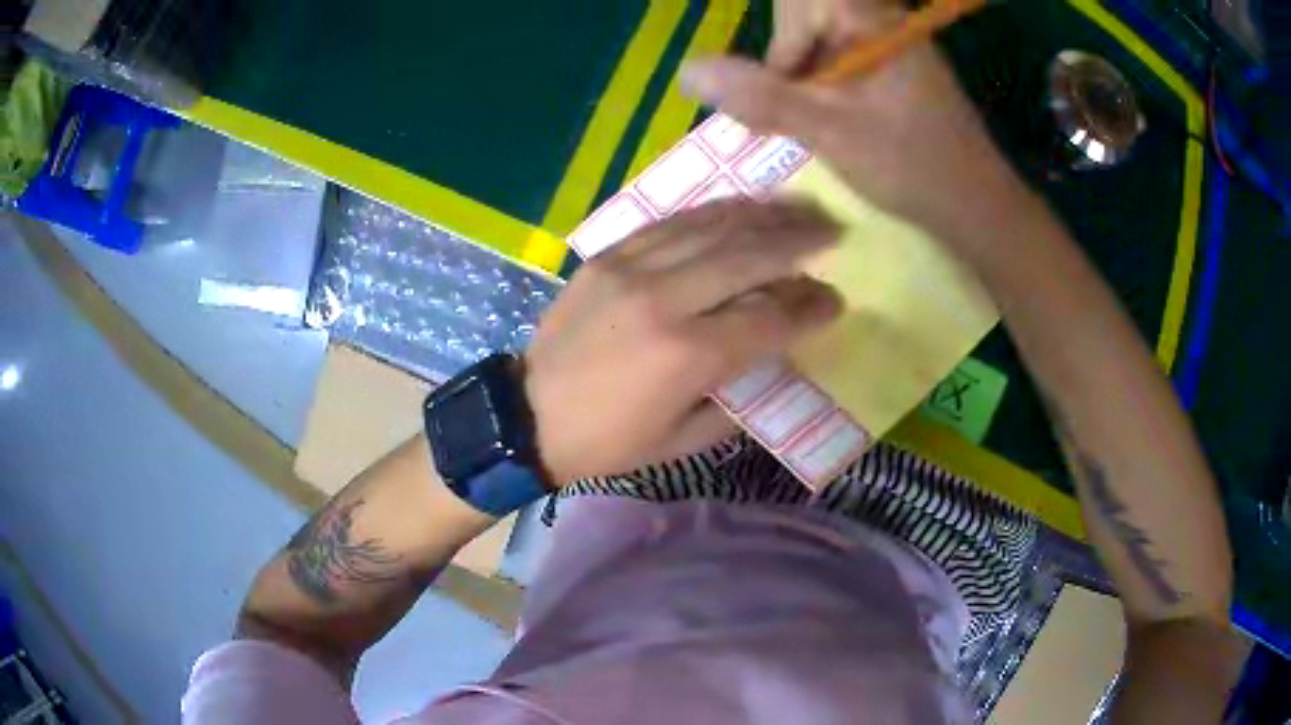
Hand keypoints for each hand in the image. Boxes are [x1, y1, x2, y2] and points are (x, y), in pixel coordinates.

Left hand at [524, 200, 842, 484]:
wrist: (525, 416)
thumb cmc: (607, 442)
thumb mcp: (682, 441)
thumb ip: (738, 397)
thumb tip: (775, 357)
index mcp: (687, 356)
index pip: (769, 318)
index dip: (810, 307)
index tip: (836, 299)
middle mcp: (664, 300)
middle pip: (747, 256)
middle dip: (798, 240)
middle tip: (832, 231)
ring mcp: (631, 269)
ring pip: (711, 227)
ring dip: (762, 215)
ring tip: (798, 208)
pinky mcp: (608, 256)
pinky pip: (670, 223)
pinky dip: (712, 212)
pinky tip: (740, 206)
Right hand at [683, 0, 1040, 257]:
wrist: (976, 205)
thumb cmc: (913, 166)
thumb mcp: (831, 131)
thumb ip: (761, 97)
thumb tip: (686, 71)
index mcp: (871, 19)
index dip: (784, 35)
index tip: (787, 81)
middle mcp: (879, 18)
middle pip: (804, 12)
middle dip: (789, 58)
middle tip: (798, 108)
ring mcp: (886, 40)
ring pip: (816, 35)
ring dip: (799, 75)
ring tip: (816, 123)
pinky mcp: (888, 62)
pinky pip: (835, 54)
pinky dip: (818, 83)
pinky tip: (828, 118)